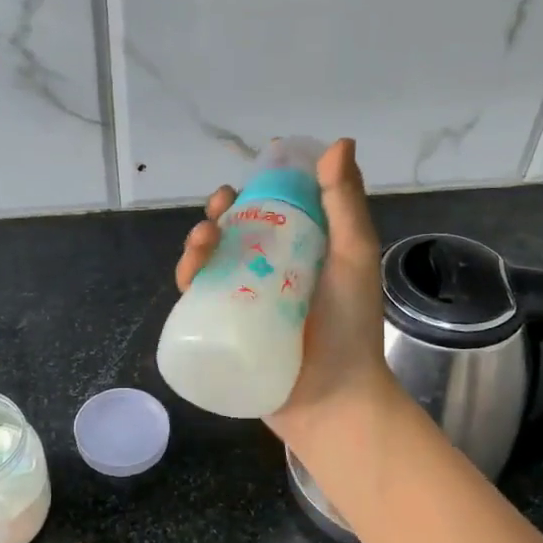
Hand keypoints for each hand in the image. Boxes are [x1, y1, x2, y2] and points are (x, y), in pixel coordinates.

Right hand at [173, 137, 398, 449]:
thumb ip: (345, 204)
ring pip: (209, 268)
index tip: (240, 189)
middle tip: (216, 215)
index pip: (267, 216)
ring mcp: (244, 307)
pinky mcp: (225, 335)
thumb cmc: (350, 327)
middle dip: (215, 220)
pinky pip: (199, 305)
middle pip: (231, 239)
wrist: (334, 399)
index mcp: (299, 255)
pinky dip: (189, 286)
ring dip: (196, 248)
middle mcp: (267, 277)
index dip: (249, 197)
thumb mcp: (353, 257)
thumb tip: (340, 142)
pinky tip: (189, 278)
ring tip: (201, 245)